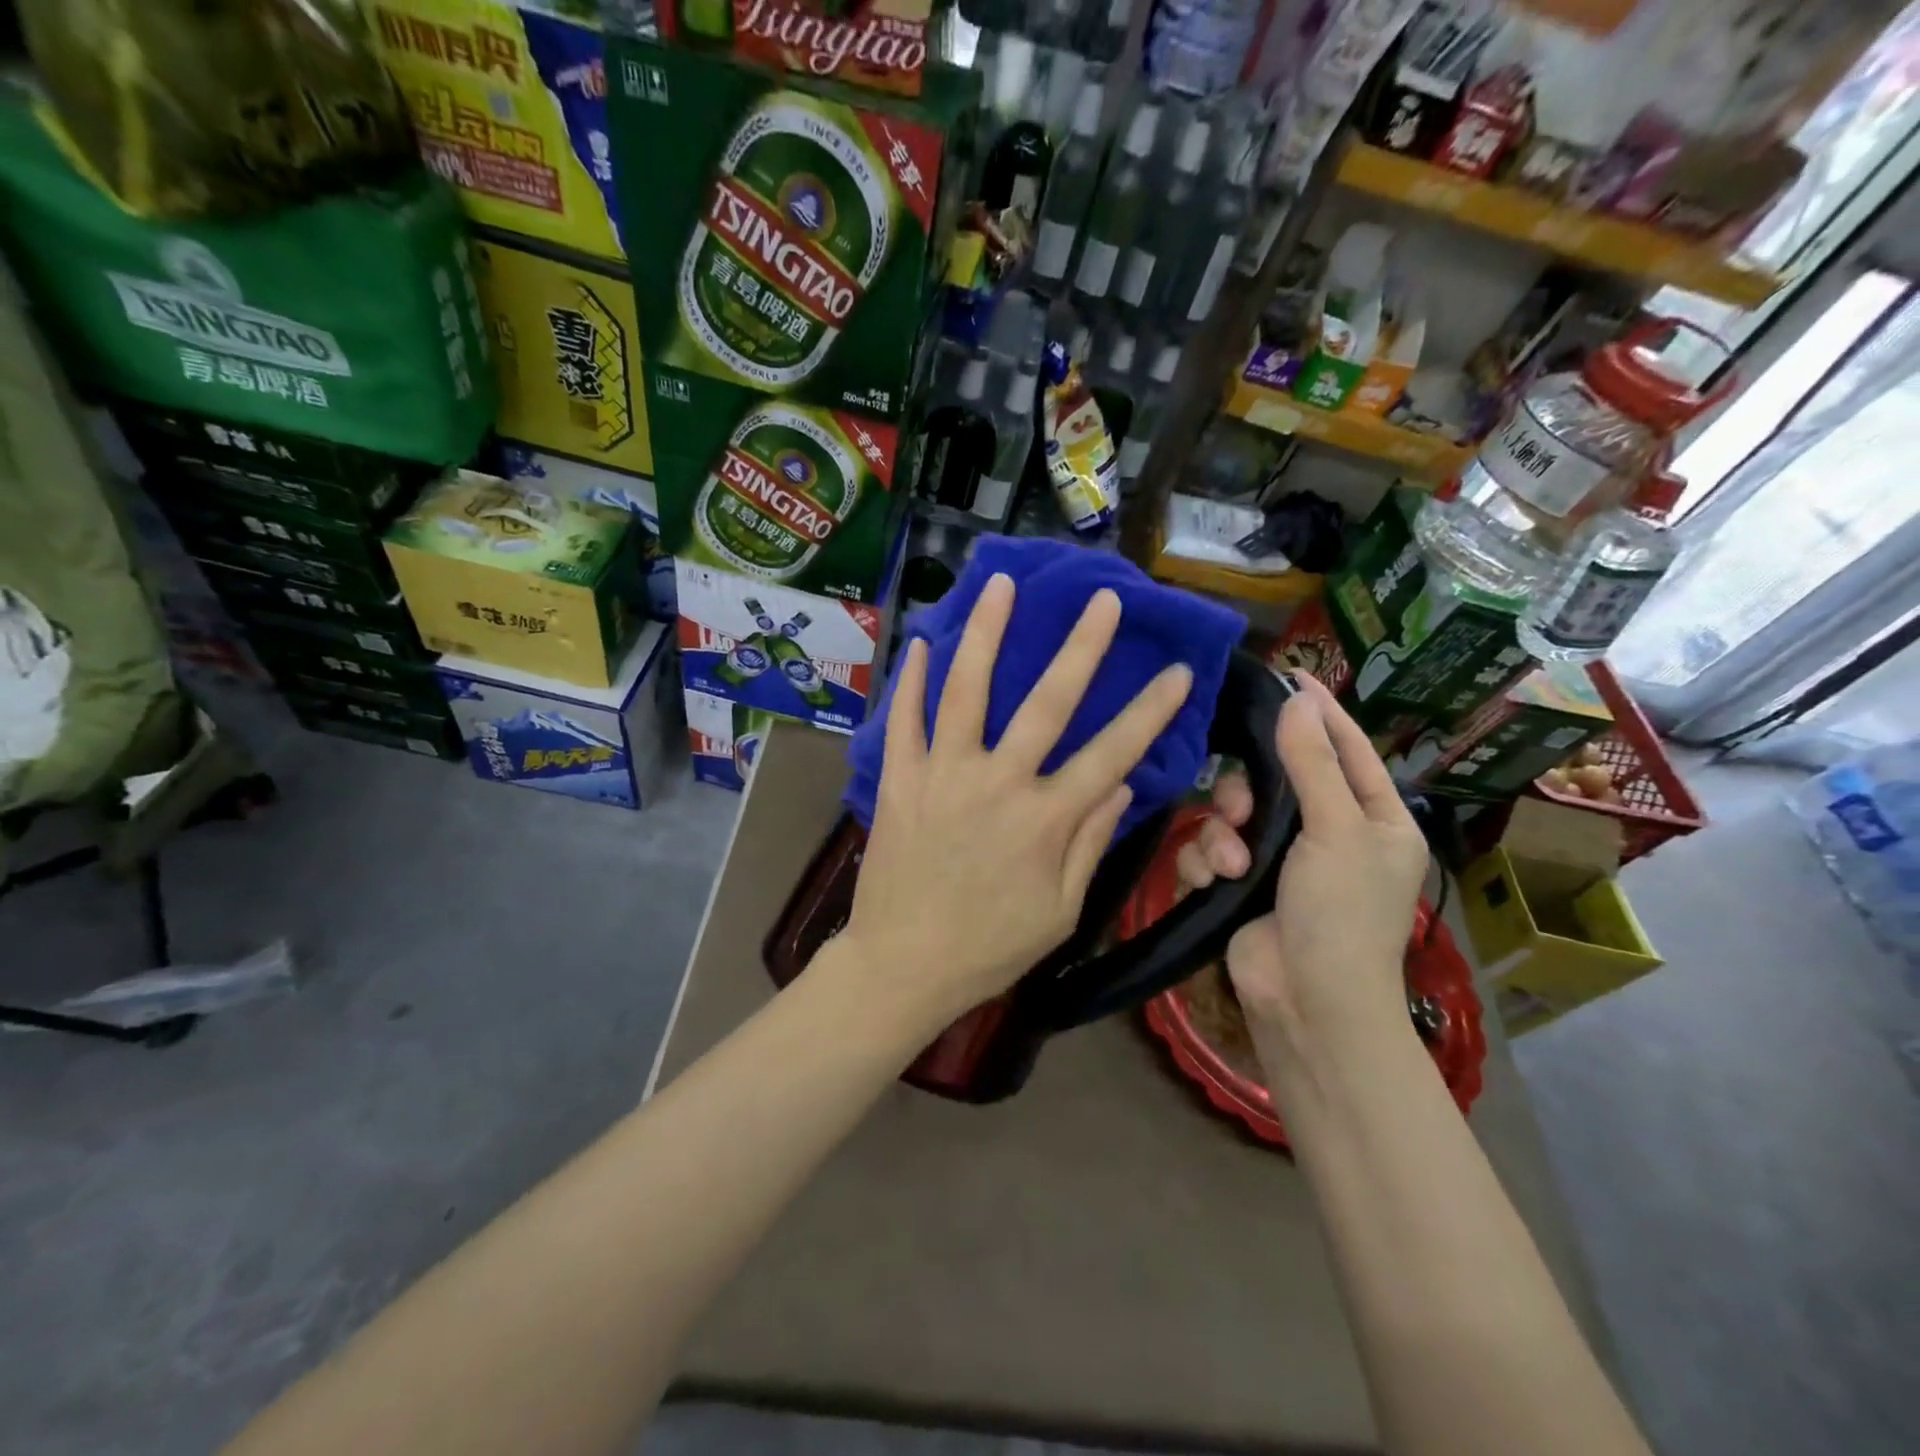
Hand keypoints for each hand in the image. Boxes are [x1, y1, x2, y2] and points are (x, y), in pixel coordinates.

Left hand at [840, 574, 1194, 1028]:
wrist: (902, 966)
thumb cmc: (989, 948)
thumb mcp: (1060, 911)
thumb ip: (1091, 843)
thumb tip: (1123, 785)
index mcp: (1045, 820)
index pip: (1112, 754)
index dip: (1150, 712)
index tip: (1180, 671)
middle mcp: (997, 783)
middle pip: (1047, 703)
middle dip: (1081, 647)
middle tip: (1102, 599)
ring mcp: (943, 775)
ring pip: (967, 690)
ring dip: (986, 633)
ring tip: (999, 584)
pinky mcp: (899, 780)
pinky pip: (904, 720)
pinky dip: (913, 679)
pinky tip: (923, 641)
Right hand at [1184, 677, 1428, 1044]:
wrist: (1306, 1001)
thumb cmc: (1340, 914)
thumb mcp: (1335, 830)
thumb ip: (1311, 763)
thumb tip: (1298, 699)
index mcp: (1372, 818)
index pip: (1347, 748)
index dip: (1320, 712)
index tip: (1289, 674)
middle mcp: (1327, 833)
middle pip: (1275, 779)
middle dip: (1248, 791)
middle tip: (1238, 805)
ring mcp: (1279, 861)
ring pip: (1231, 815)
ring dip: (1223, 837)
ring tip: (1231, 865)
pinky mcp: (1239, 885)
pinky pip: (1209, 850)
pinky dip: (1207, 863)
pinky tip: (1215, 882)